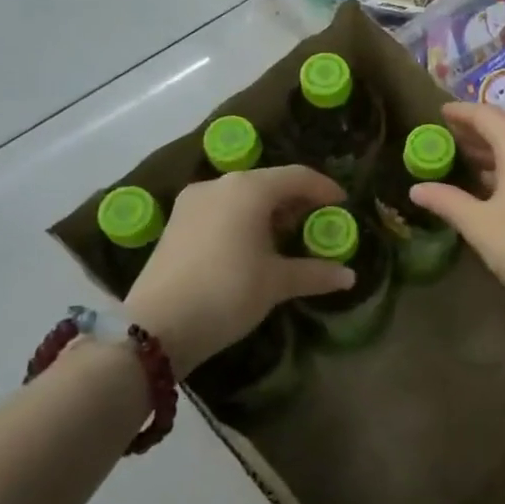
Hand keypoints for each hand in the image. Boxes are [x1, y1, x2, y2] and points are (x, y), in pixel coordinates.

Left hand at [125, 165, 353, 374]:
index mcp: (249, 189)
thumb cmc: (227, 293)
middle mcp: (220, 185)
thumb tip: (349, 276)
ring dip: (269, 211)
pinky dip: (244, 220)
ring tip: (287, 238)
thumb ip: (315, 273)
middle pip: (269, 183)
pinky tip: (252, 247)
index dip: (324, 188)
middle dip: (296, 201)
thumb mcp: (277, 283)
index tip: (342, 204)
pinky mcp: (176, 223)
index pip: (297, 176)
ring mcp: (192, 203)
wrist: (155, 327)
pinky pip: (221, 210)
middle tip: (316, 223)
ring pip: (242, 196)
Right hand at [410, 102, 504, 320]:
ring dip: (495, 153)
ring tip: (467, 161)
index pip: (485, 115)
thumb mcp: (478, 224)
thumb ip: (447, 200)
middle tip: (448, 138)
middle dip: (476, 134)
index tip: (440, 112)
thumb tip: (416, 189)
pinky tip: (497, 184)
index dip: (461, 113)